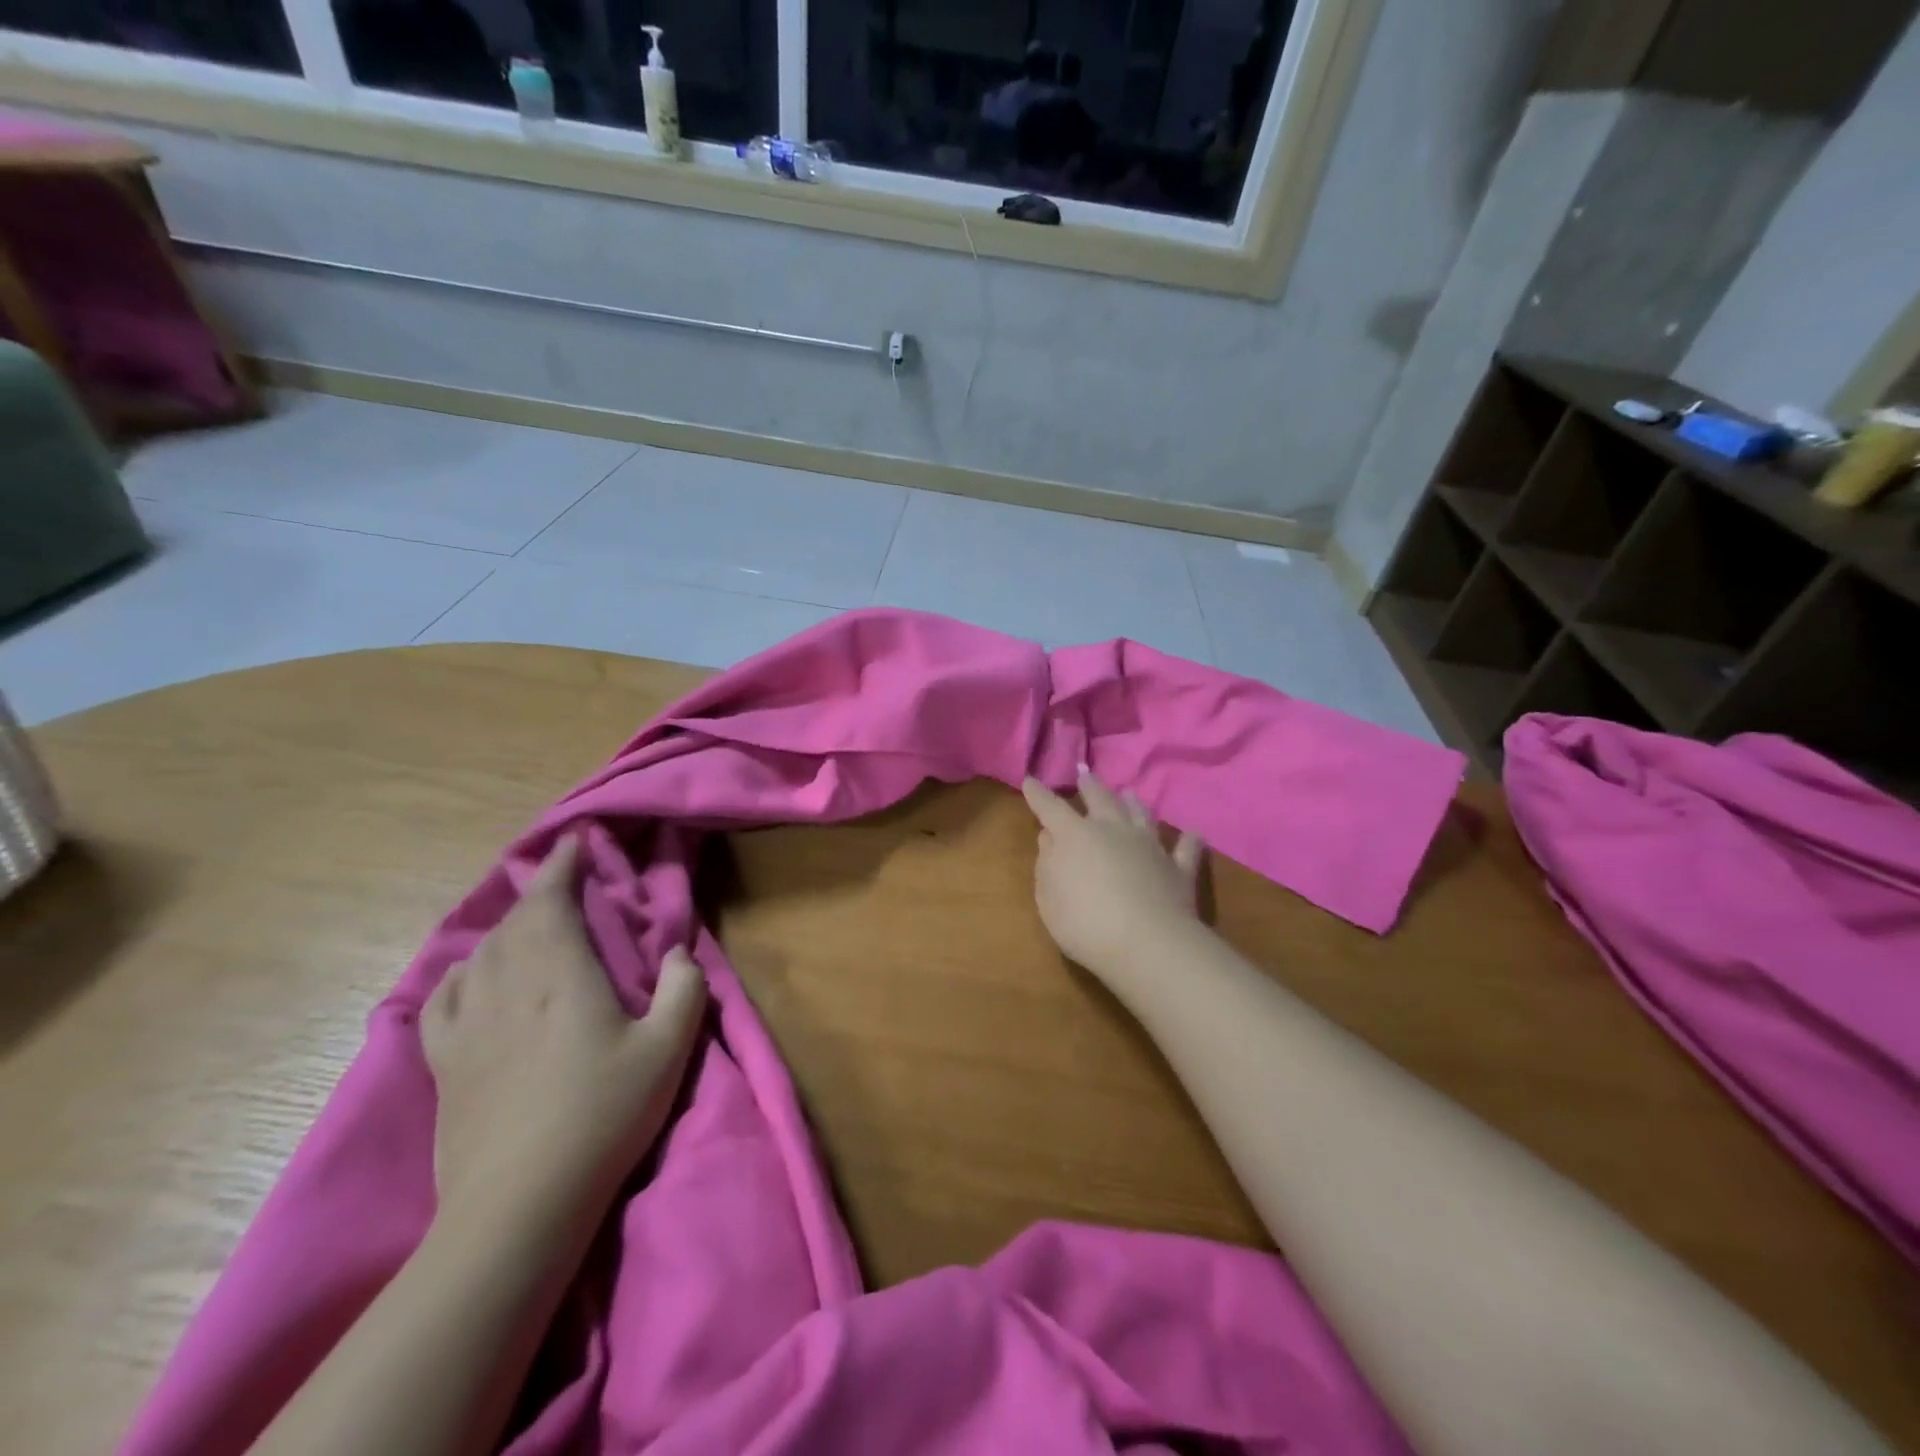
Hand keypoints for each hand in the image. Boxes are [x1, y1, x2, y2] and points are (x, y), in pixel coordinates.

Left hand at [421, 835, 707, 1231]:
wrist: (518, 1204)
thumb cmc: (603, 1115)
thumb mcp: (669, 1049)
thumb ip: (684, 988)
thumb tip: (678, 951)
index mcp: (561, 973)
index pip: (551, 900)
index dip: (562, 866)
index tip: (574, 843)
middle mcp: (507, 984)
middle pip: (515, 921)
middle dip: (539, 892)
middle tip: (562, 883)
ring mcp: (467, 1023)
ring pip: (480, 952)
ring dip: (506, 928)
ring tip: (527, 927)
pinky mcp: (442, 1061)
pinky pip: (444, 996)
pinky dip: (462, 972)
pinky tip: (472, 977)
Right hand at [1022, 768, 1204, 983]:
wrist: (1147, 944)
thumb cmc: (1085, 923)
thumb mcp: (1049, 899)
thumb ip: (1047, 865)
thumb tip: (1050, 839)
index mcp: (1075, 836)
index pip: (1051, 808)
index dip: (1038, 794)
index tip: (1030, 780)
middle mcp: (1113, 831)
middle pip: (1101, 800)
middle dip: (1090, 787)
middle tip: (1085, 775)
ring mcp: (1149, 846)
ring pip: (1141, 815)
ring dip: (1133, 803)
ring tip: (1129, 793)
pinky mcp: (1178, 868)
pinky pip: (1185, 848)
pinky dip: (1188, 840)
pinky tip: (1193, 833)